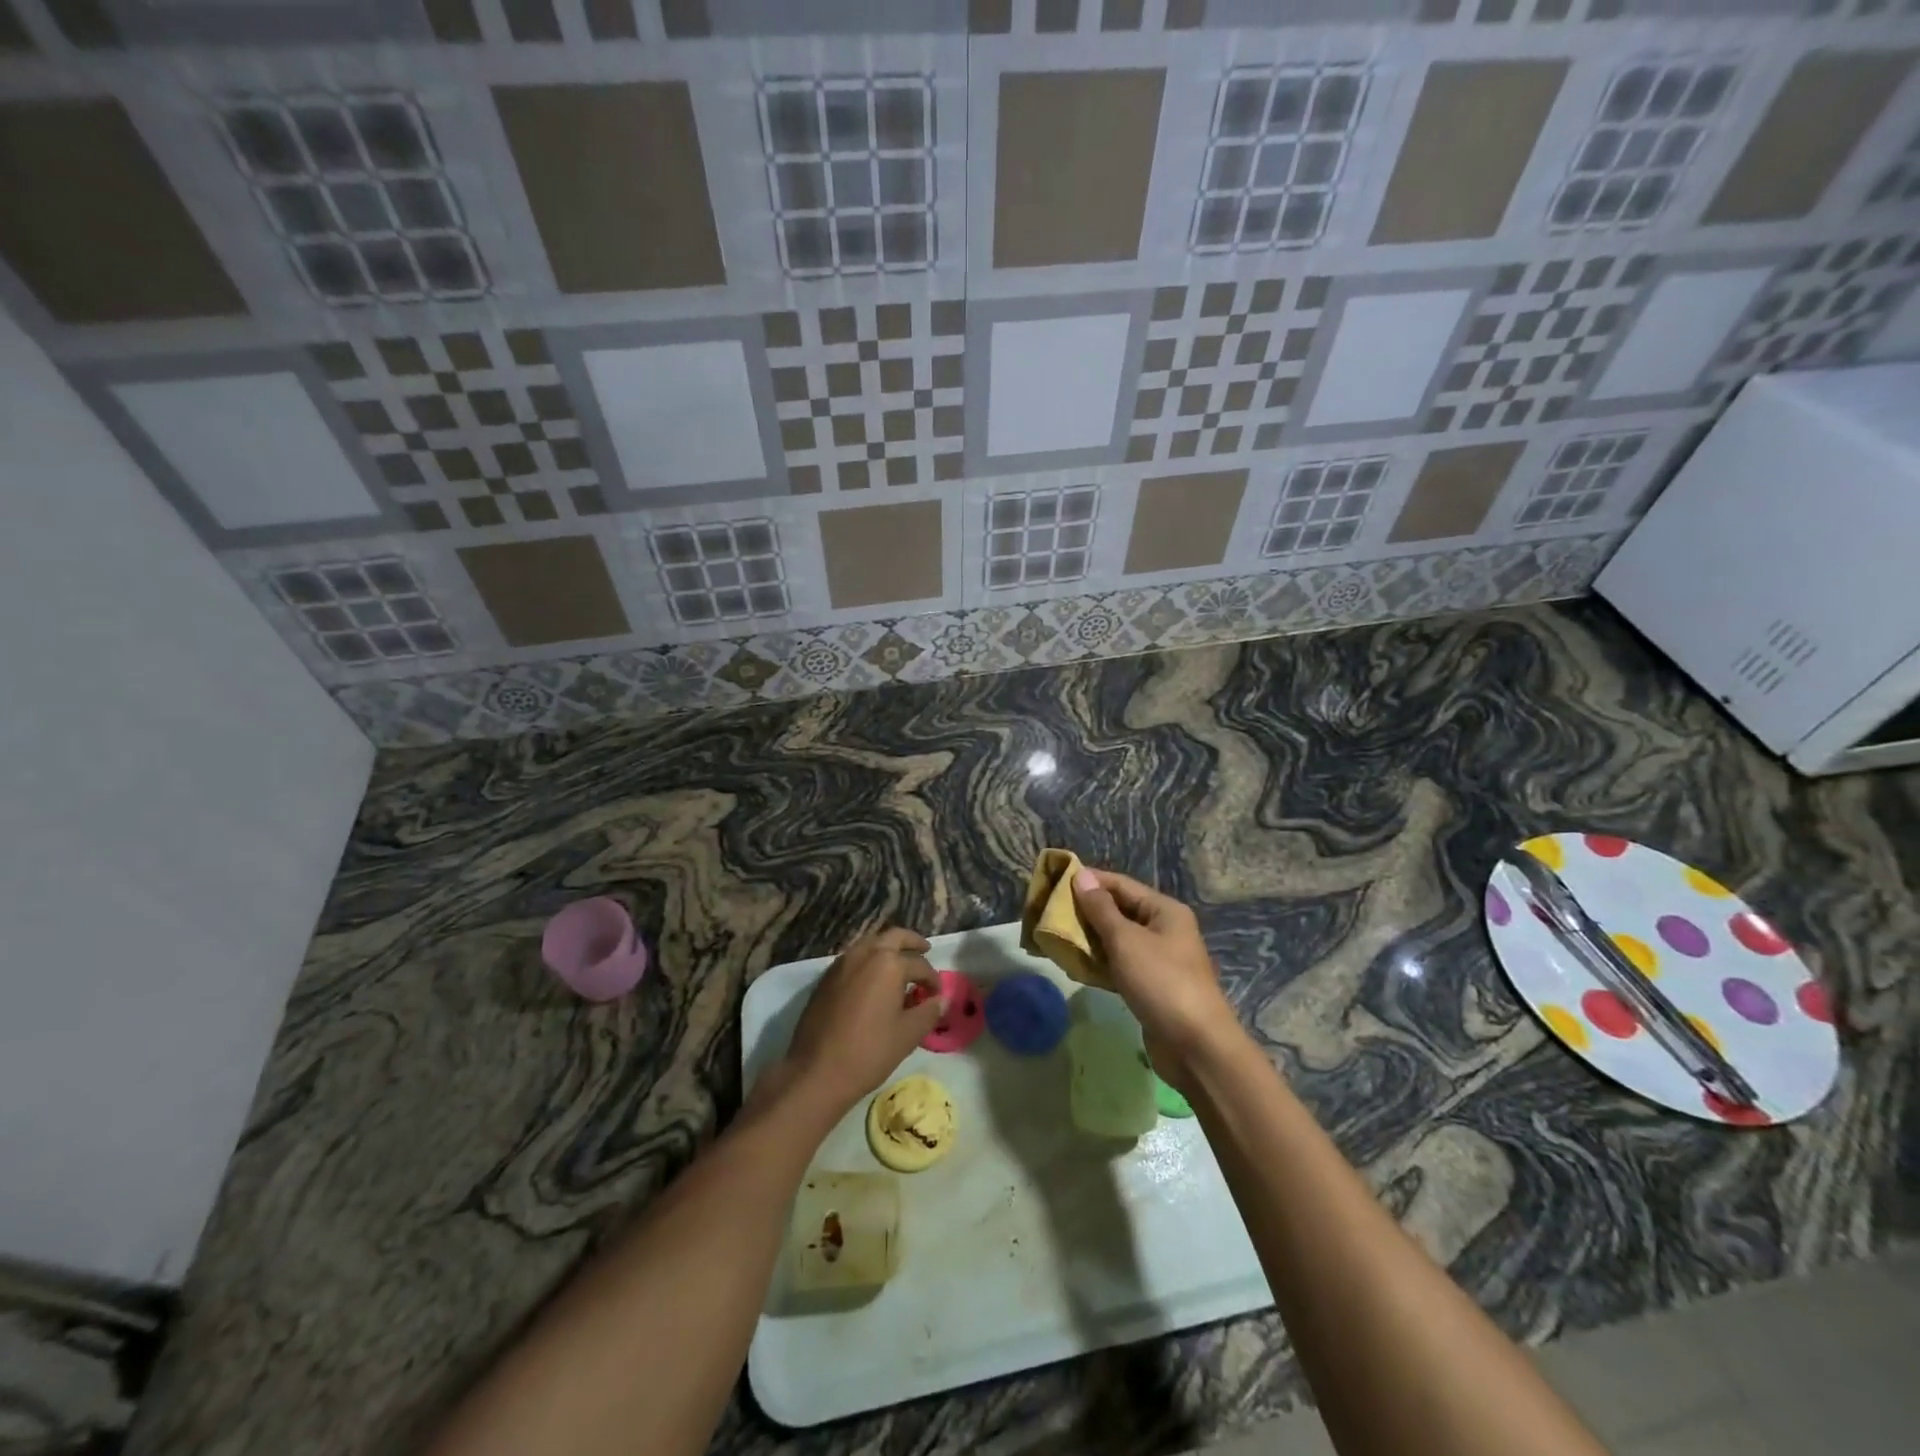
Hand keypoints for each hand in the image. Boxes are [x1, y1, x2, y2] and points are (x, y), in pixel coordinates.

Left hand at [773, 927, 945, 1120]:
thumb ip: (928, 1012)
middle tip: (925, 950)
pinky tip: (874, 980)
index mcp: (888, 963)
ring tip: (900, 965)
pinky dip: (869, 959)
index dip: (933, 979)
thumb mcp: (908, 1034)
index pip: (920, 964)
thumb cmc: (869, 1051)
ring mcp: (842, 963)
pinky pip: (854, 957)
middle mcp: (865, 953)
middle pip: (894, 937)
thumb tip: (941, 999)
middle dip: (912, 942)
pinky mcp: (826, 977)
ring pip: (871, 943)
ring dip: (888, 948)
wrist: (816, 1071)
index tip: (938, 994)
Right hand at [1070, 868, 1243, 1091]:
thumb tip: (1082, 876)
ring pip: (1117, 940)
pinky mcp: (1151, 985)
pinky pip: (1120, 964)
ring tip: (1056, 937)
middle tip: (1050, 913)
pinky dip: (1099, 963)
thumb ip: (1101, 909)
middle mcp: (1164, 929)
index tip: (1055, 882)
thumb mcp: (1126, 940)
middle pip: (1119, 911)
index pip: (1121, 884)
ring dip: (1090, 939)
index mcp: (1164, 910)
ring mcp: (1158, 959)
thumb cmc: (1161, 982)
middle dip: (1086, 911)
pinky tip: (1075, 965)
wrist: (1196, 1046)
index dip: (1089, 881)